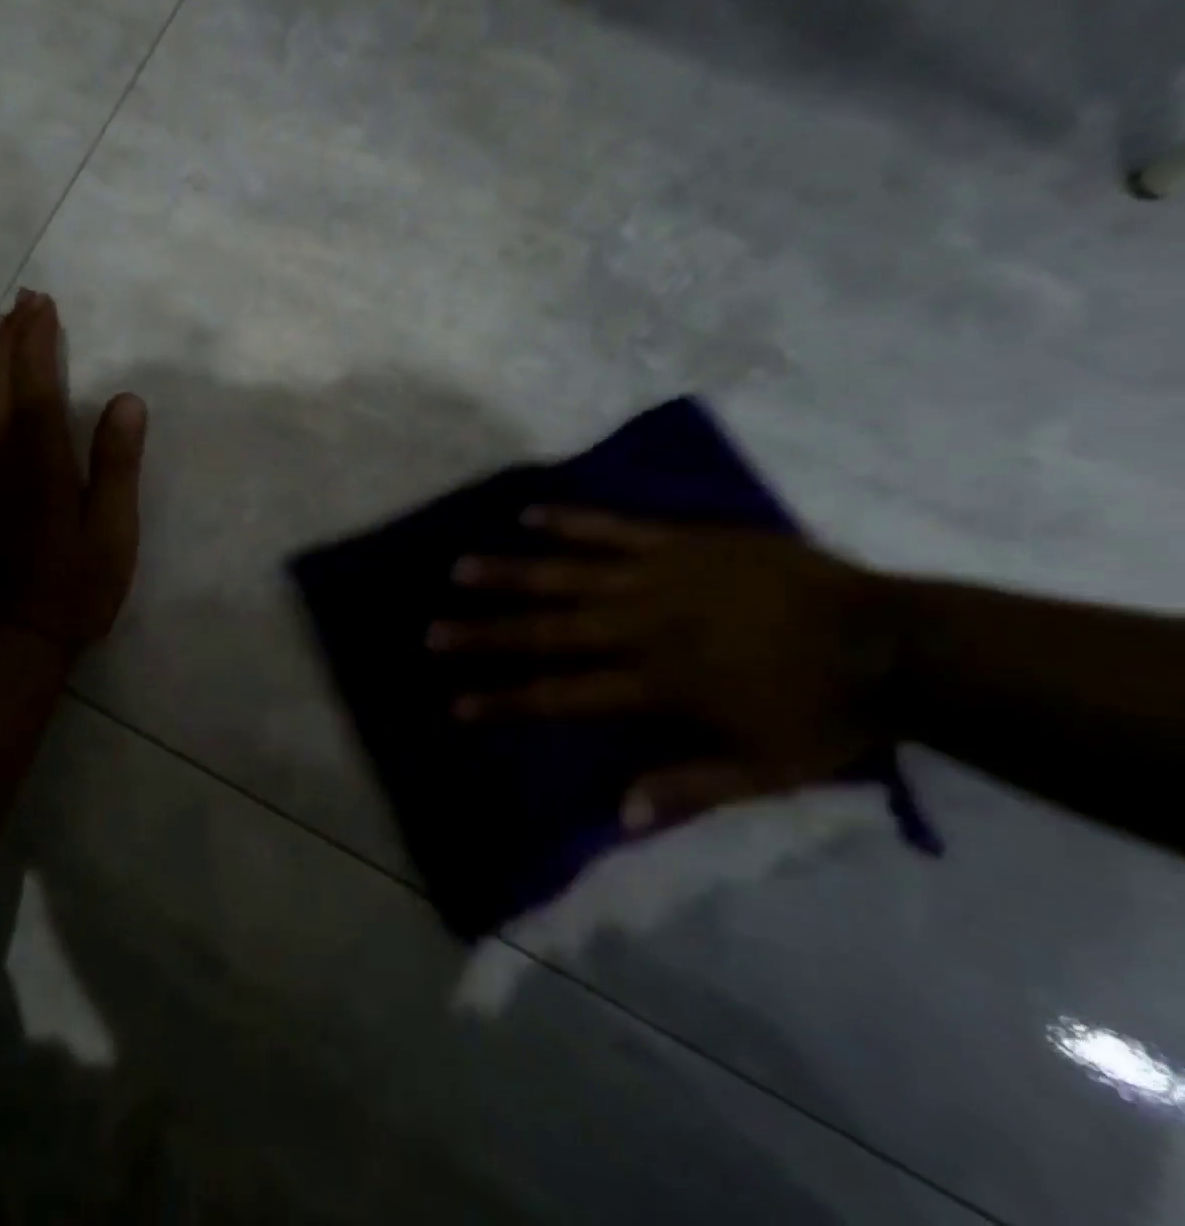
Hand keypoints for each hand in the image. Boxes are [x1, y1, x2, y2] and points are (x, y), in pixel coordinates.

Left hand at [0, 290, 146, 658]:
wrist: (5, 638)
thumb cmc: (72, 588)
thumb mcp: (111, 532)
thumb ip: (117, 464)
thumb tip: (127, 400)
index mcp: (37, 460)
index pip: (33, 383)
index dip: (37, 340)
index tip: (44, 304)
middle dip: (9, 336)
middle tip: (23, 301)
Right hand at [428, 510, 895, 831]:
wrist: (892, 641)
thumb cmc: (822, 713)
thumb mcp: (764, 772)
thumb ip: (687, 787)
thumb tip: (617, 813)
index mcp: (655, 683)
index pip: (560, 694)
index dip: (504, 700)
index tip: (455, 703)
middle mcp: (640, 627)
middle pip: (547, 631)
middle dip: (484, 634)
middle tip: (432, 631)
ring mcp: (657, 577)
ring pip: (567, 574)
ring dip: (510, 573)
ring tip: (459, 569)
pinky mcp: (680, 542)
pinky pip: (613, 526)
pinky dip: (570, 520)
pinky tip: (528, 513)